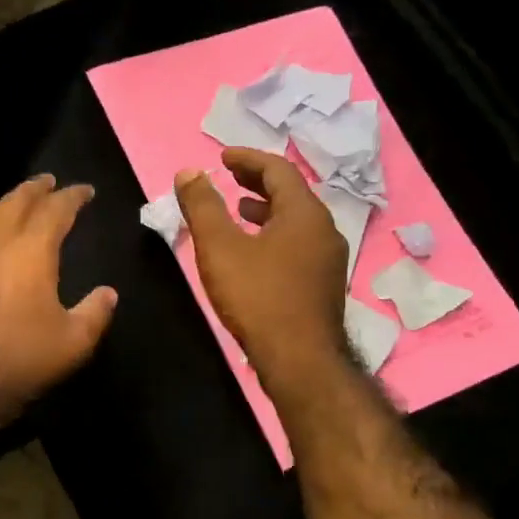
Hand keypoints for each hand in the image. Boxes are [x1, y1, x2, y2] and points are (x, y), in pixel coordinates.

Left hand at [0, 174, 117, 438]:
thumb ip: (94, 314)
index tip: (86, 191)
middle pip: (16, 201)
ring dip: (7, 201)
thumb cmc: (17, 360)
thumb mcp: (71, 344)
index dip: (73, 196)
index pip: (55, 209)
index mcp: (30, 250)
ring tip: (19, 201)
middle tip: (50, 182)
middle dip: (36, 188)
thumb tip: (108, 293)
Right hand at [175, 149, 346, 392]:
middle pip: (292, 193)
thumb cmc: (257, 297)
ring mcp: (329, 259)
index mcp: (304, 213)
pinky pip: (299, 244)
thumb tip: (189, 173)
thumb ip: (203, 206)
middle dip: (259, 182)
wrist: (299, 360)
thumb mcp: (219, 248)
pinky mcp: (324, 284)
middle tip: (231, 177)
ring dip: (267, 209)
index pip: (278, 170)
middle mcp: (324, 229)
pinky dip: (275, 234)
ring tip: (240, 211)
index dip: (248, 159)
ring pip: (297, 221)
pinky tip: (255, 253)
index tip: (223, 157)